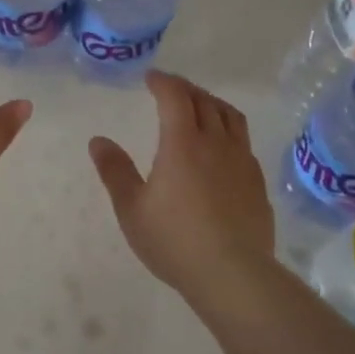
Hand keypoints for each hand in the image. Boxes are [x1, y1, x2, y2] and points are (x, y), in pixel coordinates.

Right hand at [88, 70, 274, 300]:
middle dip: (185, 89)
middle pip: (204, 101)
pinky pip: (243, 141)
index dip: (163, 82)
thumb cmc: (174, 240)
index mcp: (182, 143)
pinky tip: (221, 148)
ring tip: (199, 107)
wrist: (233, 274)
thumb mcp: (132, 209)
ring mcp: (242, 161)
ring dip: (211, 103)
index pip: (175, 97)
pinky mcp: (256, 181)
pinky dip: (228, 130)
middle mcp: (216, 143)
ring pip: (230, 117)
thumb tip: (98, 141)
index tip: (151, 78)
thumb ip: (115, 171)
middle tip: (170, 90)